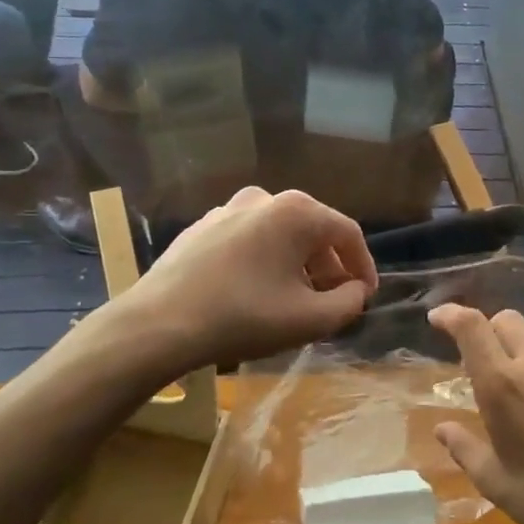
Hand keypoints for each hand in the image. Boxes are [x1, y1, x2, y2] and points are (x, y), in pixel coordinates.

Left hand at [127, 187, 377, 369]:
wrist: (158, 325)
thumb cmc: (244, 317)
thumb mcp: (311, 320)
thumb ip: (349, 302)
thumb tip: (355, 290)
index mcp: (296, 212)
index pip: (348, 234)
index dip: (363, 266)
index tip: (365, 296)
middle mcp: (264, 199)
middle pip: (312, 232)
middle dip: (328, 268)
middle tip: (331, 303)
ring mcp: (227, 210)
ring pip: (279, 236)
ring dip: (296, 266)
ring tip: (294, 301)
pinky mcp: (200, 229)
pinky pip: (248, 242)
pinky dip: (263, 263)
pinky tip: (255, 295)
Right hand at [428, 304, 523, 523]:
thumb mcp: (494, 482)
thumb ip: (464, 448)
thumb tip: (442, 428)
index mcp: (502, 386)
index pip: (472, 327)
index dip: (451, 314)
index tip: (437, 319)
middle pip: (505, 319)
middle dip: (486, 330)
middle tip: (481, 360)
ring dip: (518, 344)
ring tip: (518, 377)